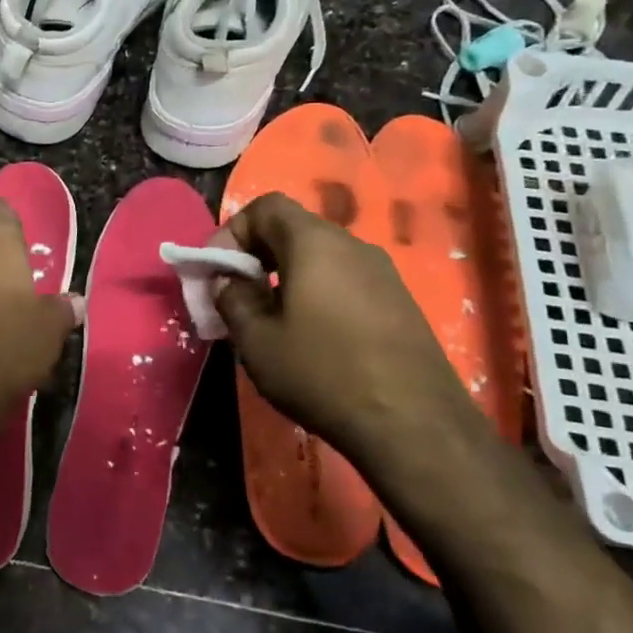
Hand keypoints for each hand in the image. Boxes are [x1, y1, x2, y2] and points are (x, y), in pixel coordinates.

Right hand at [214, 193, 482, 468]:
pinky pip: (345, 282)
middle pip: (294, 230)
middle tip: (236, 295)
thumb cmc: (323, 373)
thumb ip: (233, 299)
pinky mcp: (400, 304)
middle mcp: (353, 246)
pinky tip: (311, 338)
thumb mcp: (257, 340)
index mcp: (315, 243)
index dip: (232, 231)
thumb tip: (230, 282)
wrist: (415, 426)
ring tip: (270, 321)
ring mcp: (383, 274)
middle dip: (256, 255)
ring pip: (320, 258)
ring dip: (286, 277)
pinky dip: (316, 294)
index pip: (266, 206)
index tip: (217, 271)